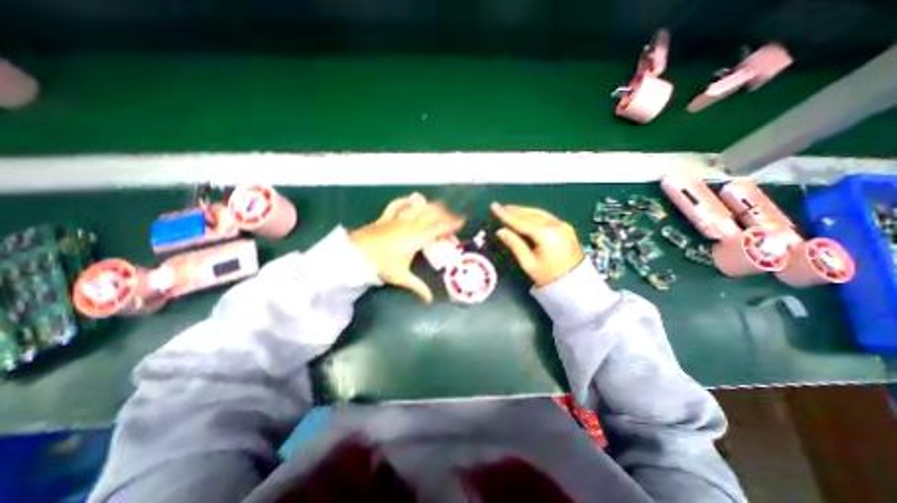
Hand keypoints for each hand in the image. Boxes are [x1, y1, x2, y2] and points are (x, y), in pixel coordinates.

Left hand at [348, 193, 466, 302]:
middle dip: (445, 214)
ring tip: (440, 208)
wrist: (356, 253)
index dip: (451, 223)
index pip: (438, 227)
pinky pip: (398, 204)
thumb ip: (418, 287)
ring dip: (431, 206)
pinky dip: (407, 201)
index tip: (461, 221)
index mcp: (416, 238)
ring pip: (418, 207)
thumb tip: (429, 301)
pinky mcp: (387, 216)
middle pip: (431, 214)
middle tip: (454, 218)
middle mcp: (410, 225)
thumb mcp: (401, 276)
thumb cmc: (381, 264)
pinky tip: (413, 200)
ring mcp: (398, 218)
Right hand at [490, 200, 582, 286]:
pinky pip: (546, 217)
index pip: (521, 222)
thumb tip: (501, 231)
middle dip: (514, 211)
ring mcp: (563, 225)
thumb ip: (514, 244)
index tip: (494, 207)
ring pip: (539, 213)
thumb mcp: (528, 263)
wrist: (575, 284)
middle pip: (530, 215)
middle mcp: (556, 225)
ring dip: (524, 211)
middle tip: (500, 207)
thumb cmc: (549, 276)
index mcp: (546, 234)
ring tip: (510, 209)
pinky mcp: (566, 228)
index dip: (505, 215)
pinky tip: (526, 215)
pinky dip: (534, 214)